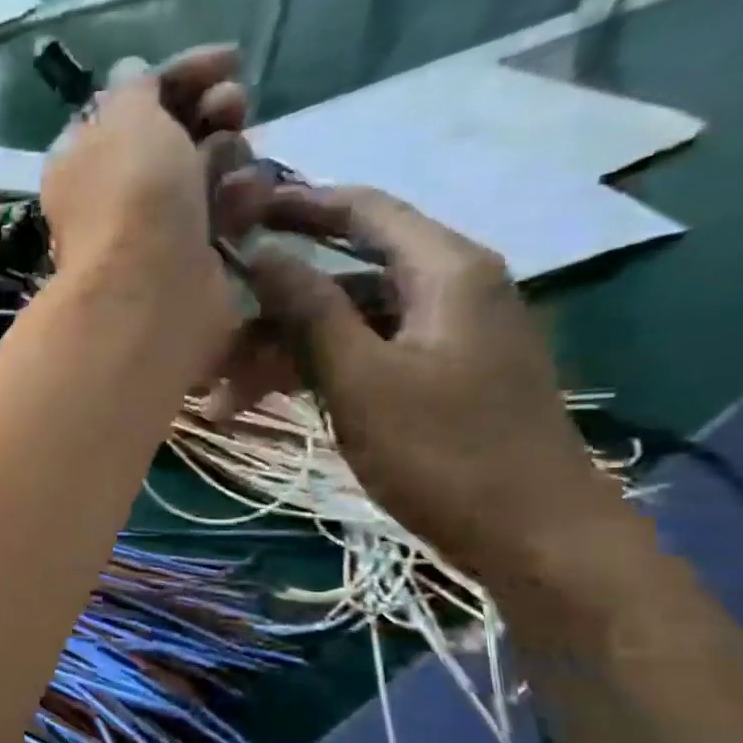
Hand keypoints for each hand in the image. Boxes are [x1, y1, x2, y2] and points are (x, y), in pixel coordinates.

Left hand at [39, 46, 259, 377]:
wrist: (152, 289)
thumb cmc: (133, 194)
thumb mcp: (126, 116)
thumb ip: (133, 87)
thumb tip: (130, 72)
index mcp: (85, 156)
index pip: (135, 100)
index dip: (182, 74)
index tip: (231, 59)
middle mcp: (116, 191)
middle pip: (177, 133)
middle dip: (213, 111)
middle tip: (233, 107)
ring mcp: (156, 226)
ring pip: (209, 169)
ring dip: (231, 155)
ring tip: (233, 165)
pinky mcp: (193, 256)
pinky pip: (226, 211)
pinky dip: (239, 199)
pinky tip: (245, 202)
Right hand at [238, 184, 630, 586]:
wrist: (533, 536)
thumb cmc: (444, 452)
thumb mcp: (362, 380)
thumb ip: (309, 311)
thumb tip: (260, 252)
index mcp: (445, 270)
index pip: (363, 212)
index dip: (296, 206)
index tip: (234, 212)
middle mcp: (448, 288)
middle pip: (343, 275)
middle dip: (271, 306)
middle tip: (209, 334)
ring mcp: (442, 336)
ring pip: (344, 323)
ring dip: (281, 352)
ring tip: (220, 399)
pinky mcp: (435, 376)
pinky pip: (360, 356)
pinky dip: (311, 374)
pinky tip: (261, 406)